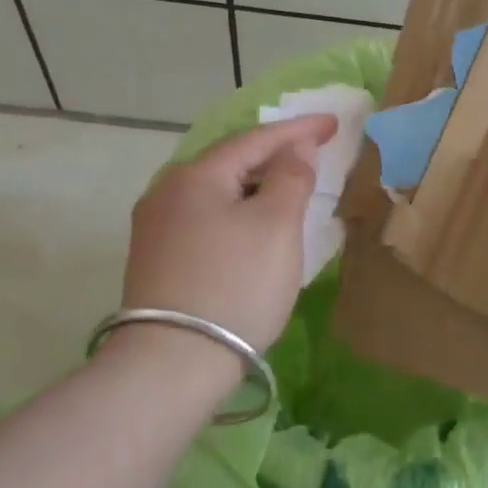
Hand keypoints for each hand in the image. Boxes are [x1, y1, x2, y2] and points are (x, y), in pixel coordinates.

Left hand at [122, 114, 338, 350]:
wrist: (171, 365)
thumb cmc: (235, 285)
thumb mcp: (277, 226)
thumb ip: (291, 177)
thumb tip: (295, 147)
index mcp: (196, 175)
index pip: (256, 139)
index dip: (298, 129)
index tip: (333, 122)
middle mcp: (166, 192)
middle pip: (230, 161)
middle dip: (273, 154)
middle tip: (311, 151)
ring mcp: (155, 228)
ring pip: (216, 191)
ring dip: (254, 184)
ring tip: (286, 185)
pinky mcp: (155, 260)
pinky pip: (205, 217)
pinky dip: (236, 210)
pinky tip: (250, 224)